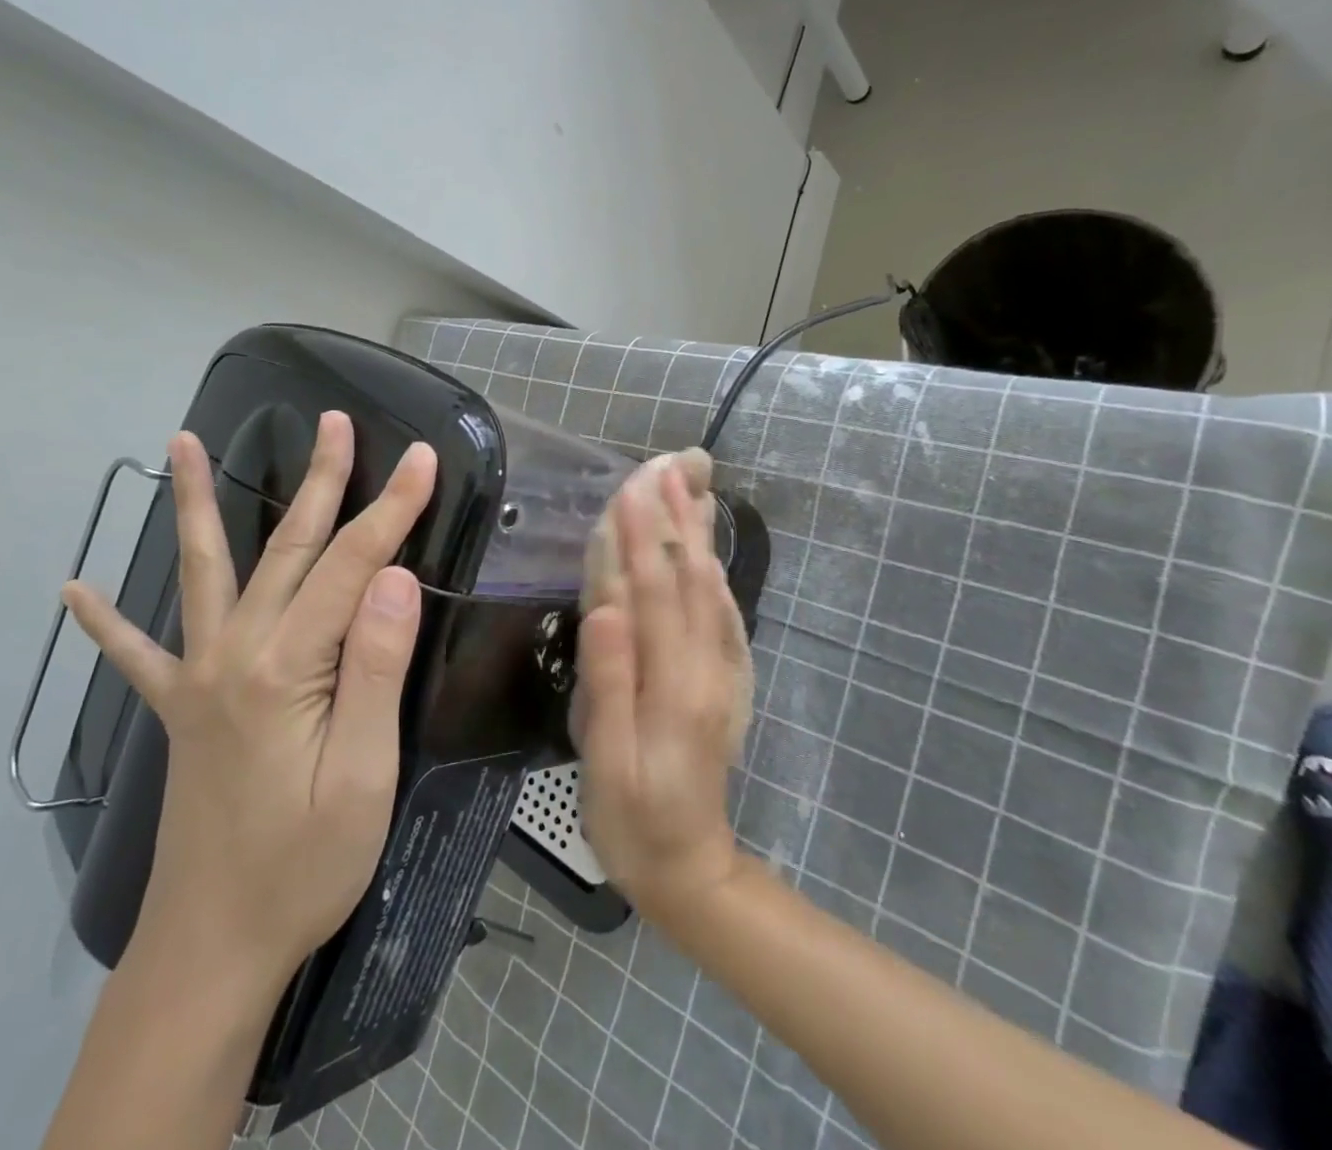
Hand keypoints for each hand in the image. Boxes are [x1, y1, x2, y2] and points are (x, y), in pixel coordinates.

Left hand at [62, 414, 437, 986]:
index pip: (351, 566)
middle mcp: (236, 654)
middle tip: (331, 421)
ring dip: (196, 504)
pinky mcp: (181, 710)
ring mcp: (199, 678)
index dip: (391, 507)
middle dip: (319, 480)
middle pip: (288, 548)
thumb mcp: (362, 776)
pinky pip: (138, 655)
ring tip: (181, 444)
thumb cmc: (303, 866)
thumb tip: (391, 577)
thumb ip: (374, 670)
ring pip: (206, 571)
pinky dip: (109, 622)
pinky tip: (75, 592)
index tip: (420, 457)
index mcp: (286, 668)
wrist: (213, 949)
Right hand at [572, 465, 746, 928]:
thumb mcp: (606, 765)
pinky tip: (708, 549)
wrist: (692, 870)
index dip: (641, 535)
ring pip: (709, 589)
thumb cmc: (632, 820)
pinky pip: (723, 615)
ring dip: (697, 533)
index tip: (632, 483)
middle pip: (687, 579)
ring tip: (690, 486)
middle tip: (668, 463)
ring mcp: (722, 672)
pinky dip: (714, 572)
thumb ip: (608, 685)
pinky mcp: (726, 680)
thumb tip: (604, 610)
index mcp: (672, 684)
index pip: (651, 593)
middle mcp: (705, 667)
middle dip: (675, 516)